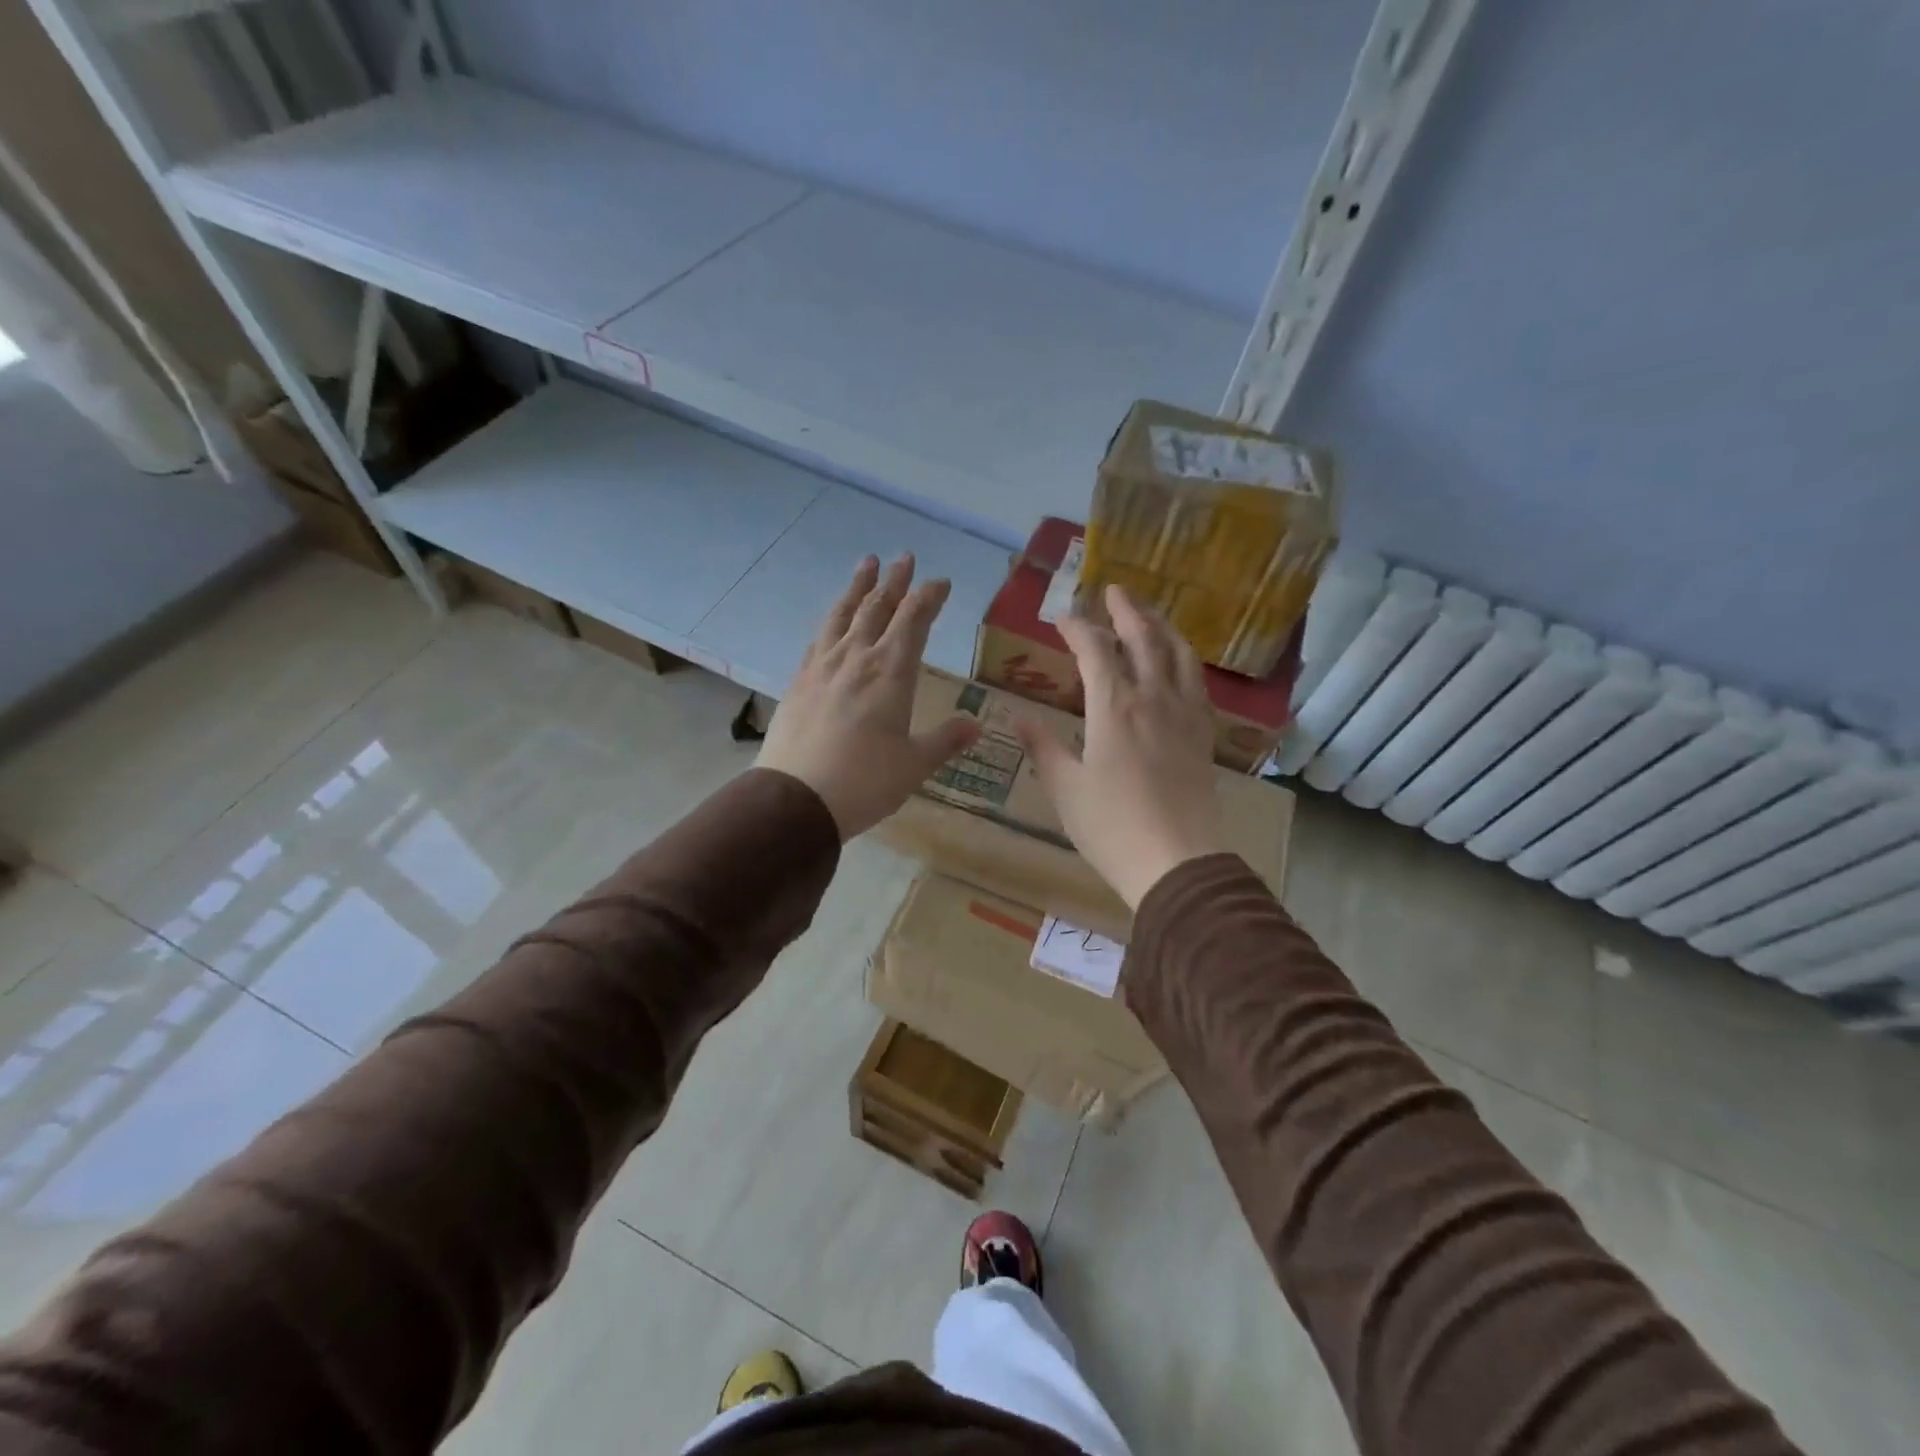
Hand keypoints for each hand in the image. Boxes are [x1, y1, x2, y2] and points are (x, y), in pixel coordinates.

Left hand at [757, 554, 980, 838]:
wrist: (796, 799)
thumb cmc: (865, 782)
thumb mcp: (914, 765)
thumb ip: (945, 741)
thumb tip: (976, 726)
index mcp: (891, 672)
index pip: (914, 620)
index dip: (929, 597)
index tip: (941, 582)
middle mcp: (856, 658)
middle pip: (877, 607)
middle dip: (895, 581)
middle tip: (904, 558)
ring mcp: (822, 666)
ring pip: (843, 614)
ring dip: (858, 587)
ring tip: (867, 564)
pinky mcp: (799, 681)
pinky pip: (819, 637)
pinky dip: (832, 619)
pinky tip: (833, 620)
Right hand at [1016, 585, 1226, 907]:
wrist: (1177, 861)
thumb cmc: (1111, 826)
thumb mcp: (1065, 788)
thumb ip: (1042, 747)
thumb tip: (1017, 718)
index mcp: (1114, 706)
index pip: (1095, 650)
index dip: (1077, 629)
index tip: (1061, 619)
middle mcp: (1153, 698)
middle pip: (1144, 638)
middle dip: (1127, 611)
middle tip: (1113, 591)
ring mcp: (1184, 714)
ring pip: (1178, 654)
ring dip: (1162, 627)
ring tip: (1150, 616)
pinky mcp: (1203, 734)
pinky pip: (1196, 683)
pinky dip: (1185, 660)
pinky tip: (1179, 665)